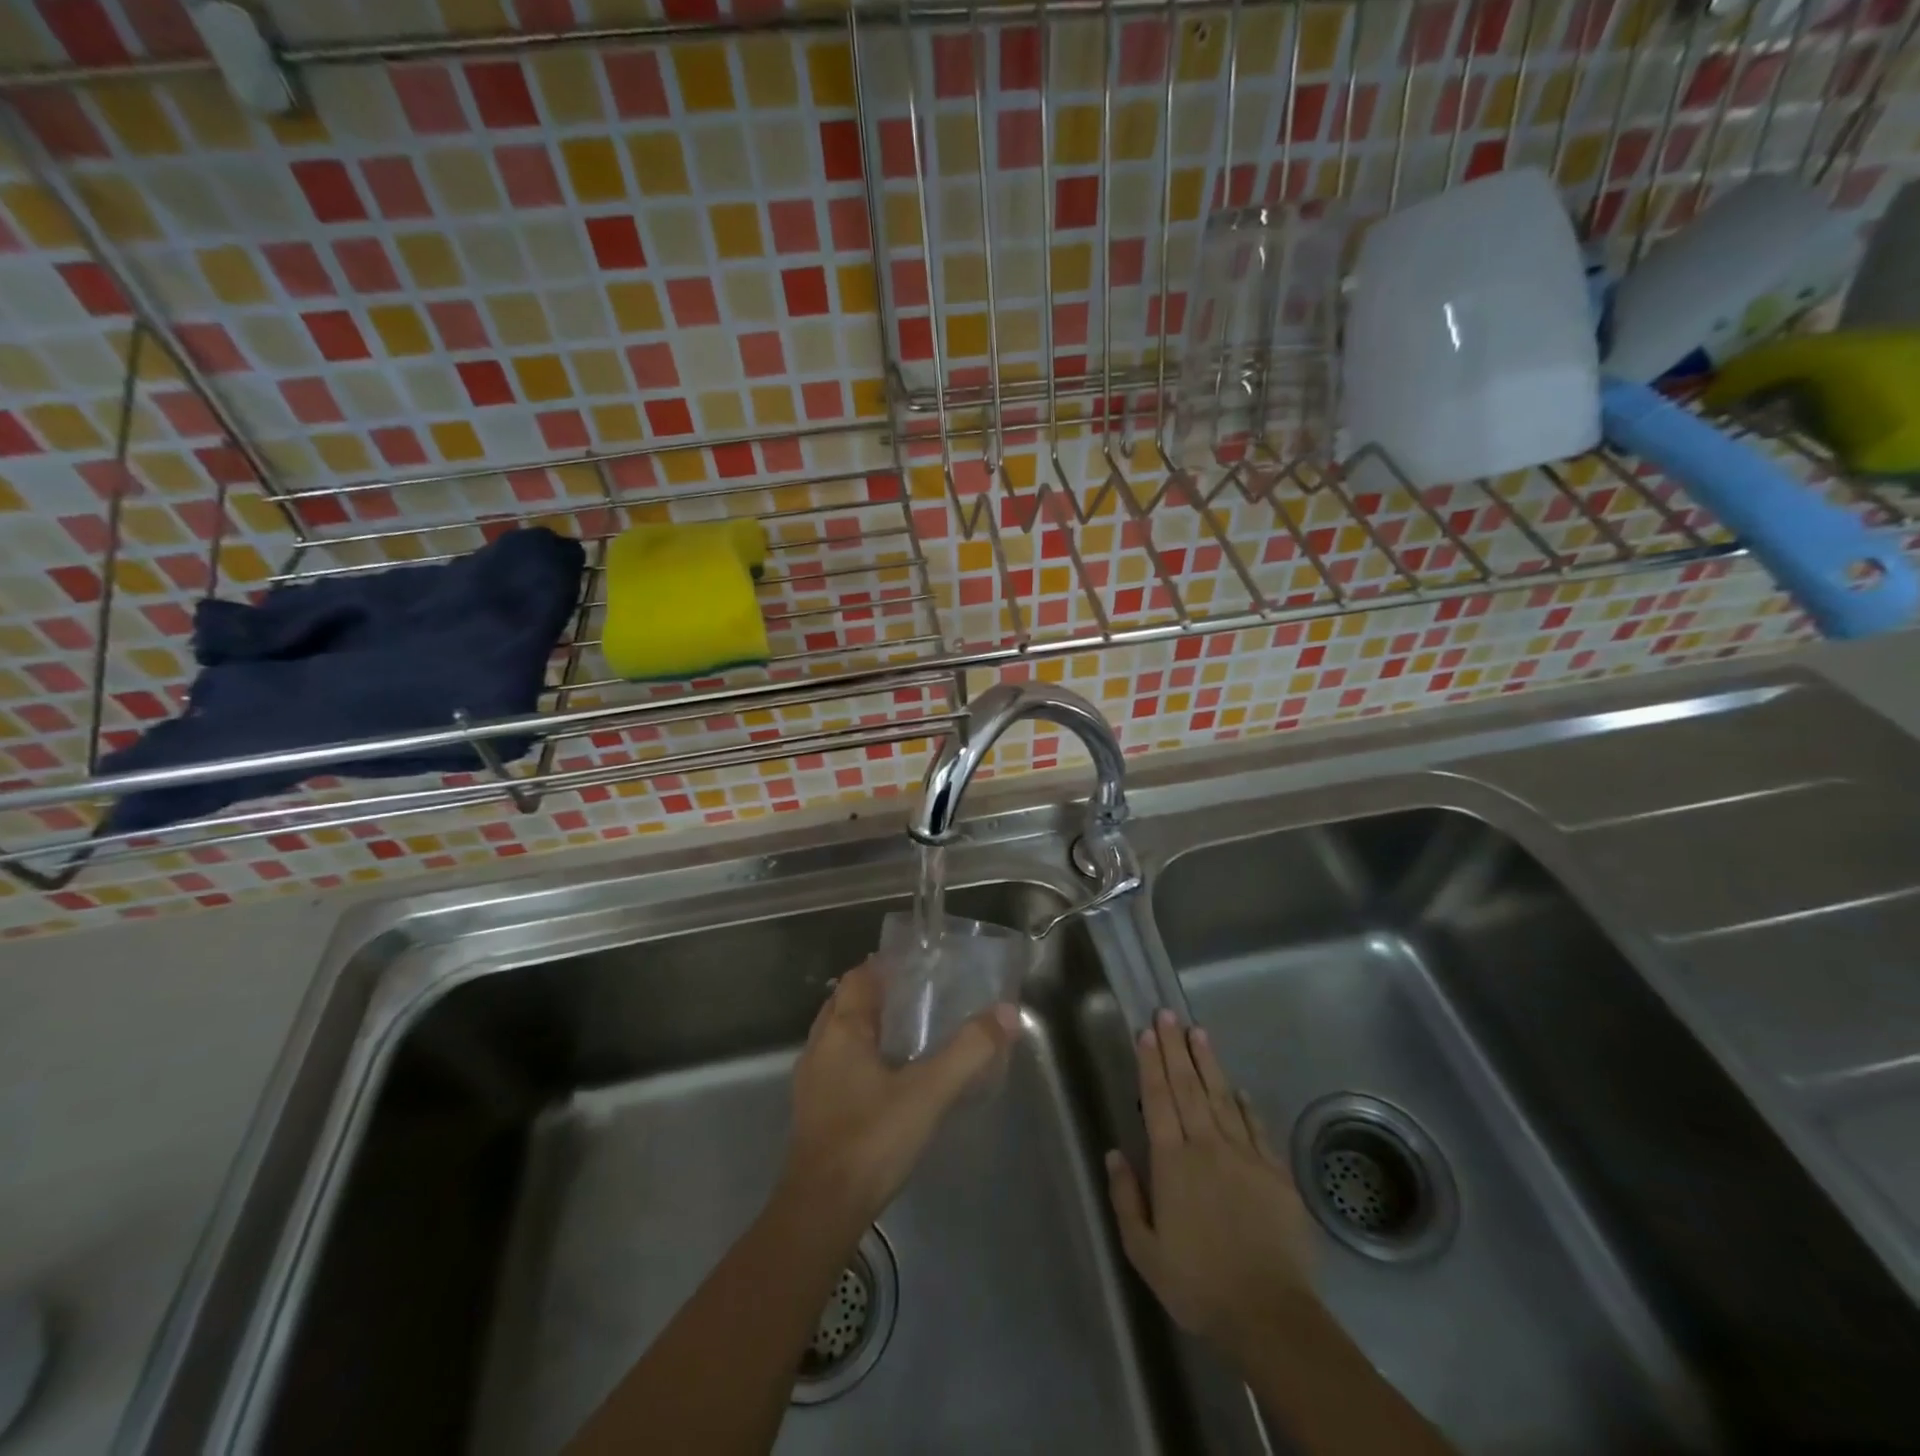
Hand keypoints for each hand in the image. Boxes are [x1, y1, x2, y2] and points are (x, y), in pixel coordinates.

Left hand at [781, 958, 1019, 1235]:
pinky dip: (860, 1057)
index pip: (859, 977)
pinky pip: (837, 1065)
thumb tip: (1006, 1013)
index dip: (884, 965)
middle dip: (878, 993)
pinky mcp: (813, 1111)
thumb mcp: (929, 1092)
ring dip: (867, 1026)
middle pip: (846, 1003)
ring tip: (908, 1032)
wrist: (822, 1211)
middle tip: (919, 995)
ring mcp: (811, 1081)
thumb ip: (968, 1051)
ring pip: (839, 1035)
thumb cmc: (872, 1139)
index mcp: (841, 1030)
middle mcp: (820, 1047)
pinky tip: (887, 1077)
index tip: (917, 963)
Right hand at [1106, 1010, 1316, 1368]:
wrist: (1270, 1315)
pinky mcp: (1275, 1173)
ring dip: (1207, 1062)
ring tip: (1197, 1031)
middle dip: (1175, 1048)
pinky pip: (1256, 1127)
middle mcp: (1207, 1146)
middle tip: (1167, 1014)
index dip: (1151, 1063)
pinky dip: (1245, 1103)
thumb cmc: (1198, 1284)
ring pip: (1222, 1097)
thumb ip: (1126, 1198)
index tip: (1146, 1033)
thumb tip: (1114, 1152)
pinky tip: (1238, 1088)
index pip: (1158, 1099)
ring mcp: (1245, 1156)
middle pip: (1188, 1087)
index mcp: (1172, 1162)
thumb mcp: (1144, 1251)